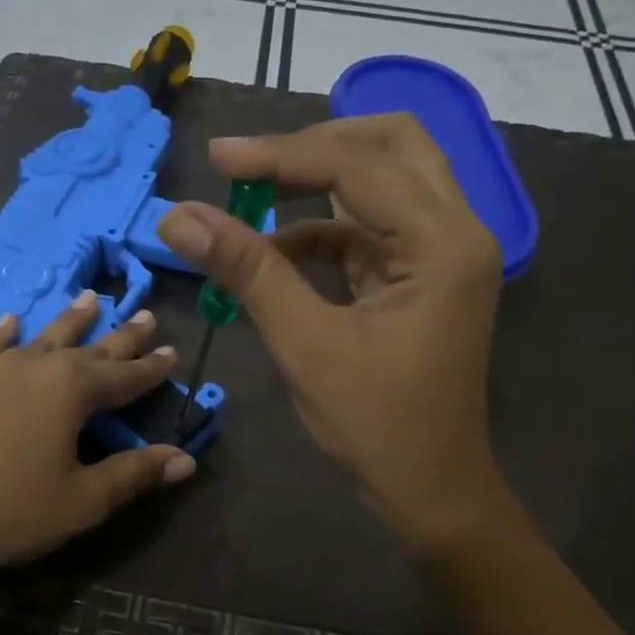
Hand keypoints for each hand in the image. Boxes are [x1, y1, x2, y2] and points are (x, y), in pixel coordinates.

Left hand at [0, 292, 195, 588]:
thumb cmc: (8, 510)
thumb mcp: (82, 499)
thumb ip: (134, 474)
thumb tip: (186, 459)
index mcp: (73, 391)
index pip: (126, 376)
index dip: (152, 368)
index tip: (174, 350)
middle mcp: (37, 367)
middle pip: (90, 347)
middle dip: (122, 335)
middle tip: (146, 314)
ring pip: (44, 337)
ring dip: (71, 320)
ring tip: (90, 297)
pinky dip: (5, 333)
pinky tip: (11, 321)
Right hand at [158, 113, 502, 550]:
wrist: (429, 490)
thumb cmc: (376, 425)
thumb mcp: (305, 344)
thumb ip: (247, 271)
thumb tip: (178, 217)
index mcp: (443, 243)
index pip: (357, 167)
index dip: (280, 156)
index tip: (216, 159)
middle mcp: (457, 231)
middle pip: (391, 145)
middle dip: (316, 146)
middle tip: (251, 165)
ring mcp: (444, 252)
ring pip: (385, 177)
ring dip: (319, 181)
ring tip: (251, 196)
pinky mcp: (423, 274)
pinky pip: (371, 226)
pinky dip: (322, 228)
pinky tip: (273, 249)